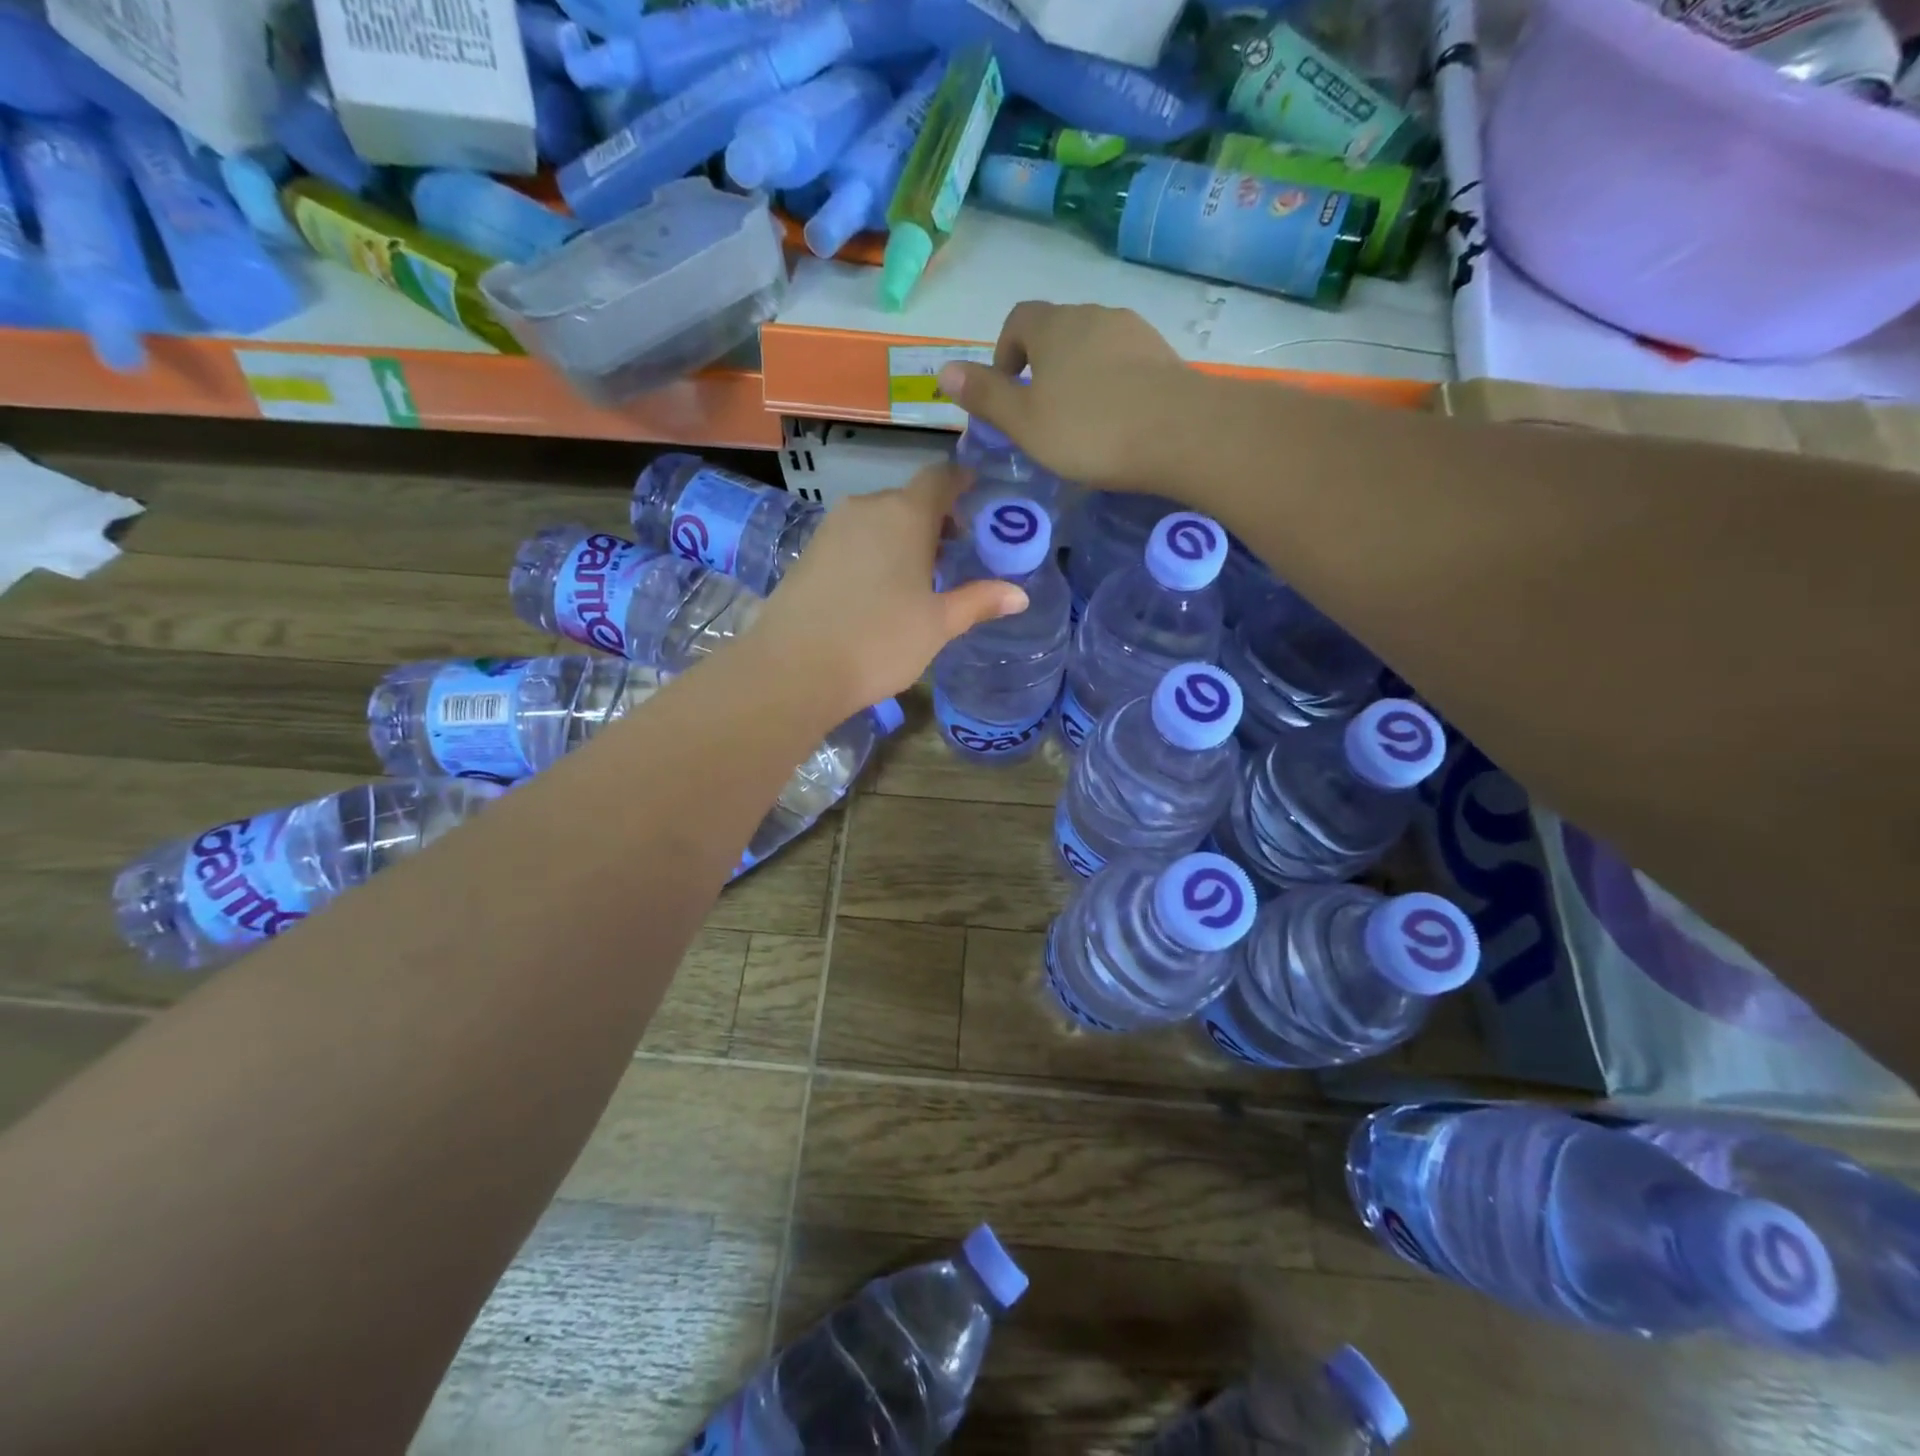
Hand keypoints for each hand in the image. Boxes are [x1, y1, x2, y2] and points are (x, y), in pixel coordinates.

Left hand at [747, 464, 1027, 715]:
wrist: (795, 668)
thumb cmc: (880, 641)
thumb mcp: (938, 625)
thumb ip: (978, 601)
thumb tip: (1019, 595)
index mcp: (905, 515)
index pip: (940, 478)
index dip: (961, 483)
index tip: (977, 497)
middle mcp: (867, 508)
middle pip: (908, 499)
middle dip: (935, 519)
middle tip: (955, 553)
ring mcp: (832, 528)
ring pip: (878, 519)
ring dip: (902, 535)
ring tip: (918, 575)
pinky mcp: (809, 551)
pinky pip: (853, 537)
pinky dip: (873, 549)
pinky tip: (878, 587)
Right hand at [937, 302, 1189, 492]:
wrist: (1180, 433)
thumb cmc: (1090, 430)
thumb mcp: (1025, 422)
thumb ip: (986, 396)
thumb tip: (944, 371)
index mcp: (1054, 326)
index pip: (1018, 320)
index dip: (1005, 352)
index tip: (1008, 390)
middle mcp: (1094, 315)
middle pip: (1058, 331)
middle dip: (1043, 365)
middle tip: (1042, 414)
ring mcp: (1134, 331)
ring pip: (1094, 346)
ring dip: (1080, 375)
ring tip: (1082, 421)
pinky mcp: (1164, 355)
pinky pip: (1125, 363)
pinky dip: (1113, 384)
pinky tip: (1118, 421)